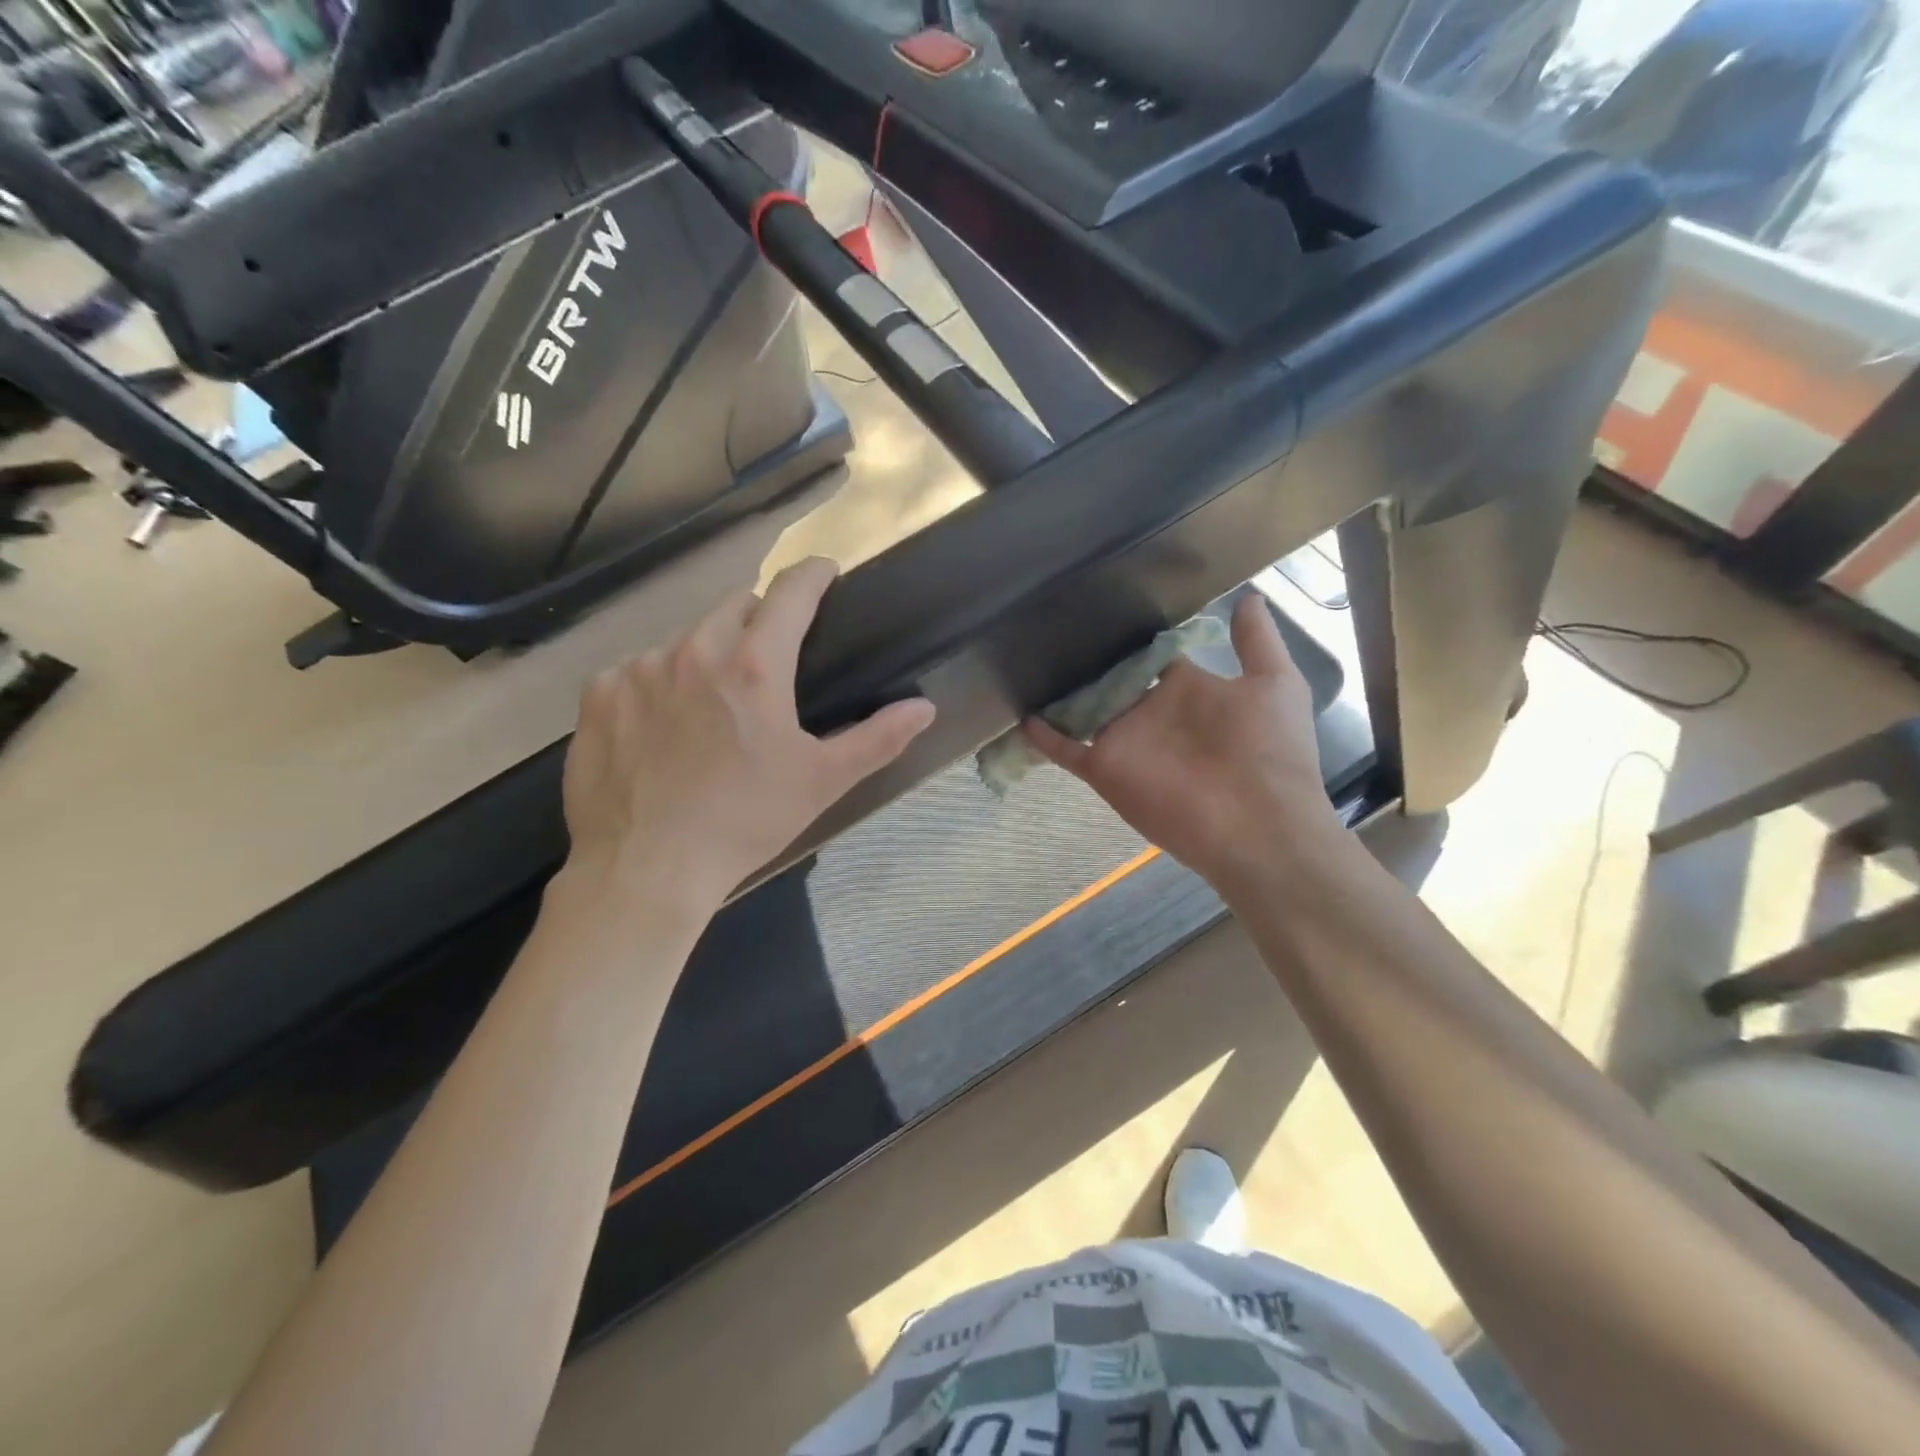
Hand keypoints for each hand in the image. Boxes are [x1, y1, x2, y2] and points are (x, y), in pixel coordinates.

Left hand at [557, 557, 935, 918]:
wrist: (645, 871)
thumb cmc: (744, 823)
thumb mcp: (821, 782)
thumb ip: (878, 738)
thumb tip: (925, 708)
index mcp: (753, 667)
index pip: (789, 594)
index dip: (812, 575)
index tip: (824, 572)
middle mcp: (692, 651)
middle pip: (735, 607)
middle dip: (760, 620)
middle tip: (769, 665)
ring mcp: (637, 669)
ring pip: (685, 640)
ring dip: (706, 657)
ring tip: (710, 709)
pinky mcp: (598, 695)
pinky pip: (637, 670)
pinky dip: (656, 686)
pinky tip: (661, 730)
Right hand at [1024, 594, 1342, 894]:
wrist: (1259, 825)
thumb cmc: (1270, 750)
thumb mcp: (1275, 684)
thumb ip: (1256, 642)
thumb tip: (1247, 596)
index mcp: (1187, 688)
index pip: (1151, 656)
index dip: (1132, 636)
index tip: (1104, 607)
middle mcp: (1150, 711)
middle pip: (1111, 681)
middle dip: (1087, 660)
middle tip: (1053, 626)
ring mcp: (1125, 740)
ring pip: (1083, 711)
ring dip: (1060, 693)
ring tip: (1026, 658)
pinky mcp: (1105, 768)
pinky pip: (1066, 750)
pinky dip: (1044, 737)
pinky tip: (1022, 717)